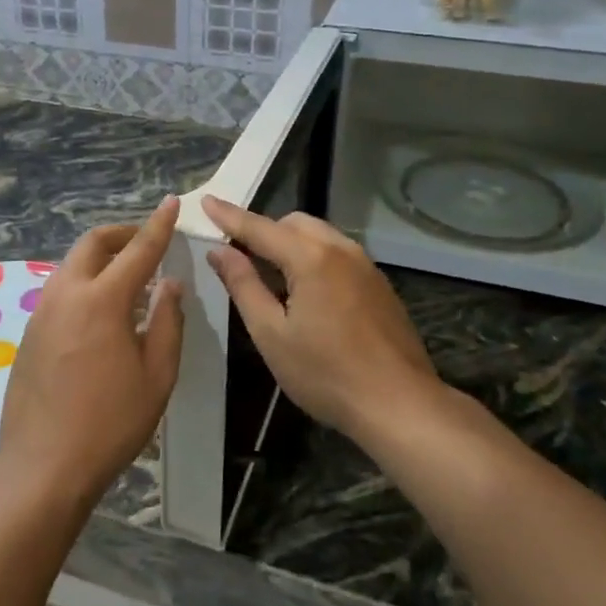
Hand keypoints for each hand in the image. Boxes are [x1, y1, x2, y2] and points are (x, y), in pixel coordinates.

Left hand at [0, 196, 183, 504]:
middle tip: (148, 242)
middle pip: (94, 243)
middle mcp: (67, 294)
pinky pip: (62, 289)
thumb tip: (169, 285)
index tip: (171, 204)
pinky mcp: (30, 331)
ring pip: (73, 263)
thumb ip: (167, 322)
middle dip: (123, 233)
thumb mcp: (156, 376)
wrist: (42, 465)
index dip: (158, 225)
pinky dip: (86, 282)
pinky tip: (102, 311)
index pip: (137, 250)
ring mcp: (42, 311)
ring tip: (129, 277)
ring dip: (102, 258)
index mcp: (102, 300)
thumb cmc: (110, 423)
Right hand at [201, 197, 438, 441]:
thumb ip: (243, 285)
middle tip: (239, 254)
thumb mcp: (271, 334)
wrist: (400, 404)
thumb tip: (220, 251)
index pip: (259, 227)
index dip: (229, 215)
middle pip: (293, 223)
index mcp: (310, 258)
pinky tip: (308, 293)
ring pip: (319, 236)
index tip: (205, 200)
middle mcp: (340, 249)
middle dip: (264, 230)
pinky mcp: (379, 284)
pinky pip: (338, 254)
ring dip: (291, 243)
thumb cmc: (326, 374)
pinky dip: (314, 257)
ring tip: (272, 275)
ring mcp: (365, 265)